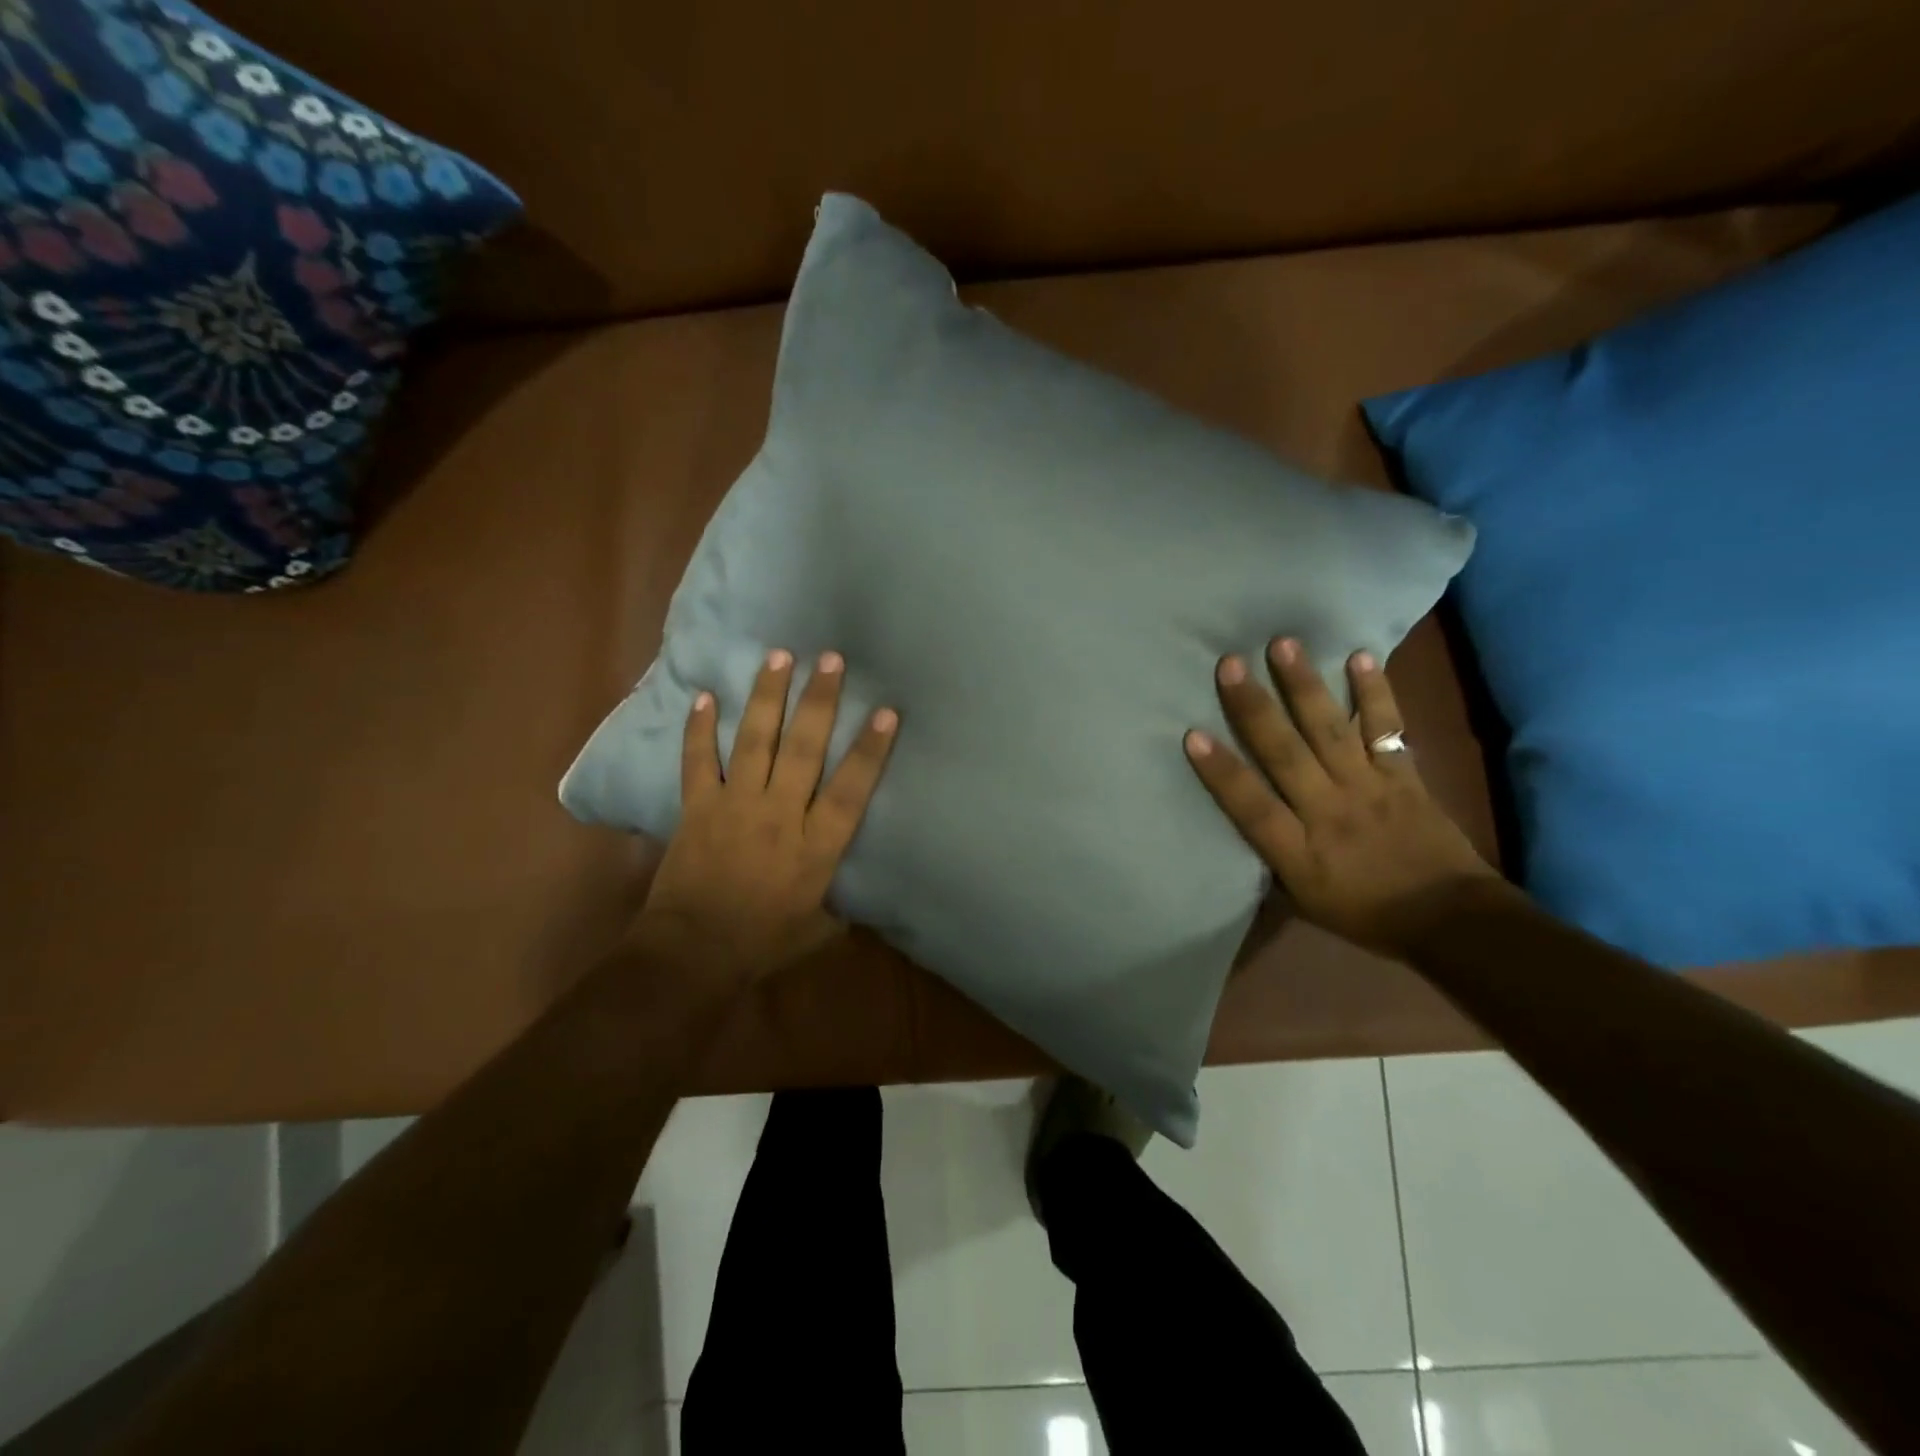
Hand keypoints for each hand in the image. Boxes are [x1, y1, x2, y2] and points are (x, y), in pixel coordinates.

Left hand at [638, 648, 898, 980]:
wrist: (693, 953)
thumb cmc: (763, 943)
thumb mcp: (818, 930)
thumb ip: (839, 904)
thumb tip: (856, 895)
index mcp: (816, 846)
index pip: (850, 789)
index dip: (869, 750)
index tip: (885, 712)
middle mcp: (780, 814)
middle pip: (804, 749)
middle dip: (818, 701)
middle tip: (830, 659)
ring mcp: (735, 805)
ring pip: (755, 741)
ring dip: (767, 697)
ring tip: (778, 656)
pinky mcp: (698, 807)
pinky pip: (698, 760)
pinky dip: (699, 728)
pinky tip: (704, 696)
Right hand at [1185, 638, 1504, 956]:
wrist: (1451, 920)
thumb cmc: (1366, 913)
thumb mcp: (1305, 902)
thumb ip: (1272, 861)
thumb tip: (1240, 827)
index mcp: (1299, 850)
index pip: (1251, 807)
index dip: (1221, 772)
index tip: (1192, 735)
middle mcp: (1329, 811)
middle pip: (1285, 755)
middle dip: (1255, 709)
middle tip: (1230, 664)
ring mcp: (1369, 788)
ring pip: (1330, 730)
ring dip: (1304, 686)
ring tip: (1283, 644)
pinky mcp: (1403, 774)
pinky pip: (1386, 728)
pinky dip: (1374, 692)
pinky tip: (1358, 657)